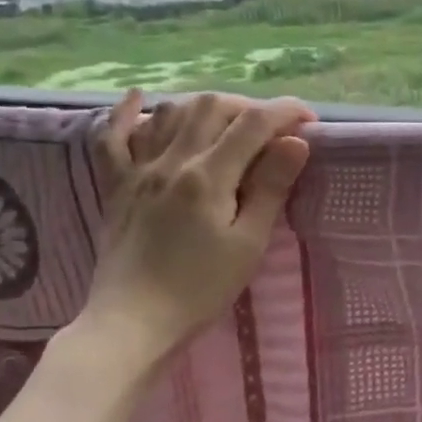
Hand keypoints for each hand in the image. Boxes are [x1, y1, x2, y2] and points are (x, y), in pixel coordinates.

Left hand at [76, 90, 313, 361]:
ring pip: (169, 112)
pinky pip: (112, 138)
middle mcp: (172, 161)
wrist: (132, 324)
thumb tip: (295, 142)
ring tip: (227, 122)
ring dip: (204, 106)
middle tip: (272, 129)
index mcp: (208, 176)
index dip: (286, 112)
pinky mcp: (117, 186)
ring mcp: (138, 170)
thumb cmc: (200, 289)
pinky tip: (138, 98)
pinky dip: (125, 113)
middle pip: (212, 106)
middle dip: (249, 106)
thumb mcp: (248, 243)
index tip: (309, 121)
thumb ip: (270, 187)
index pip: (253, 123)